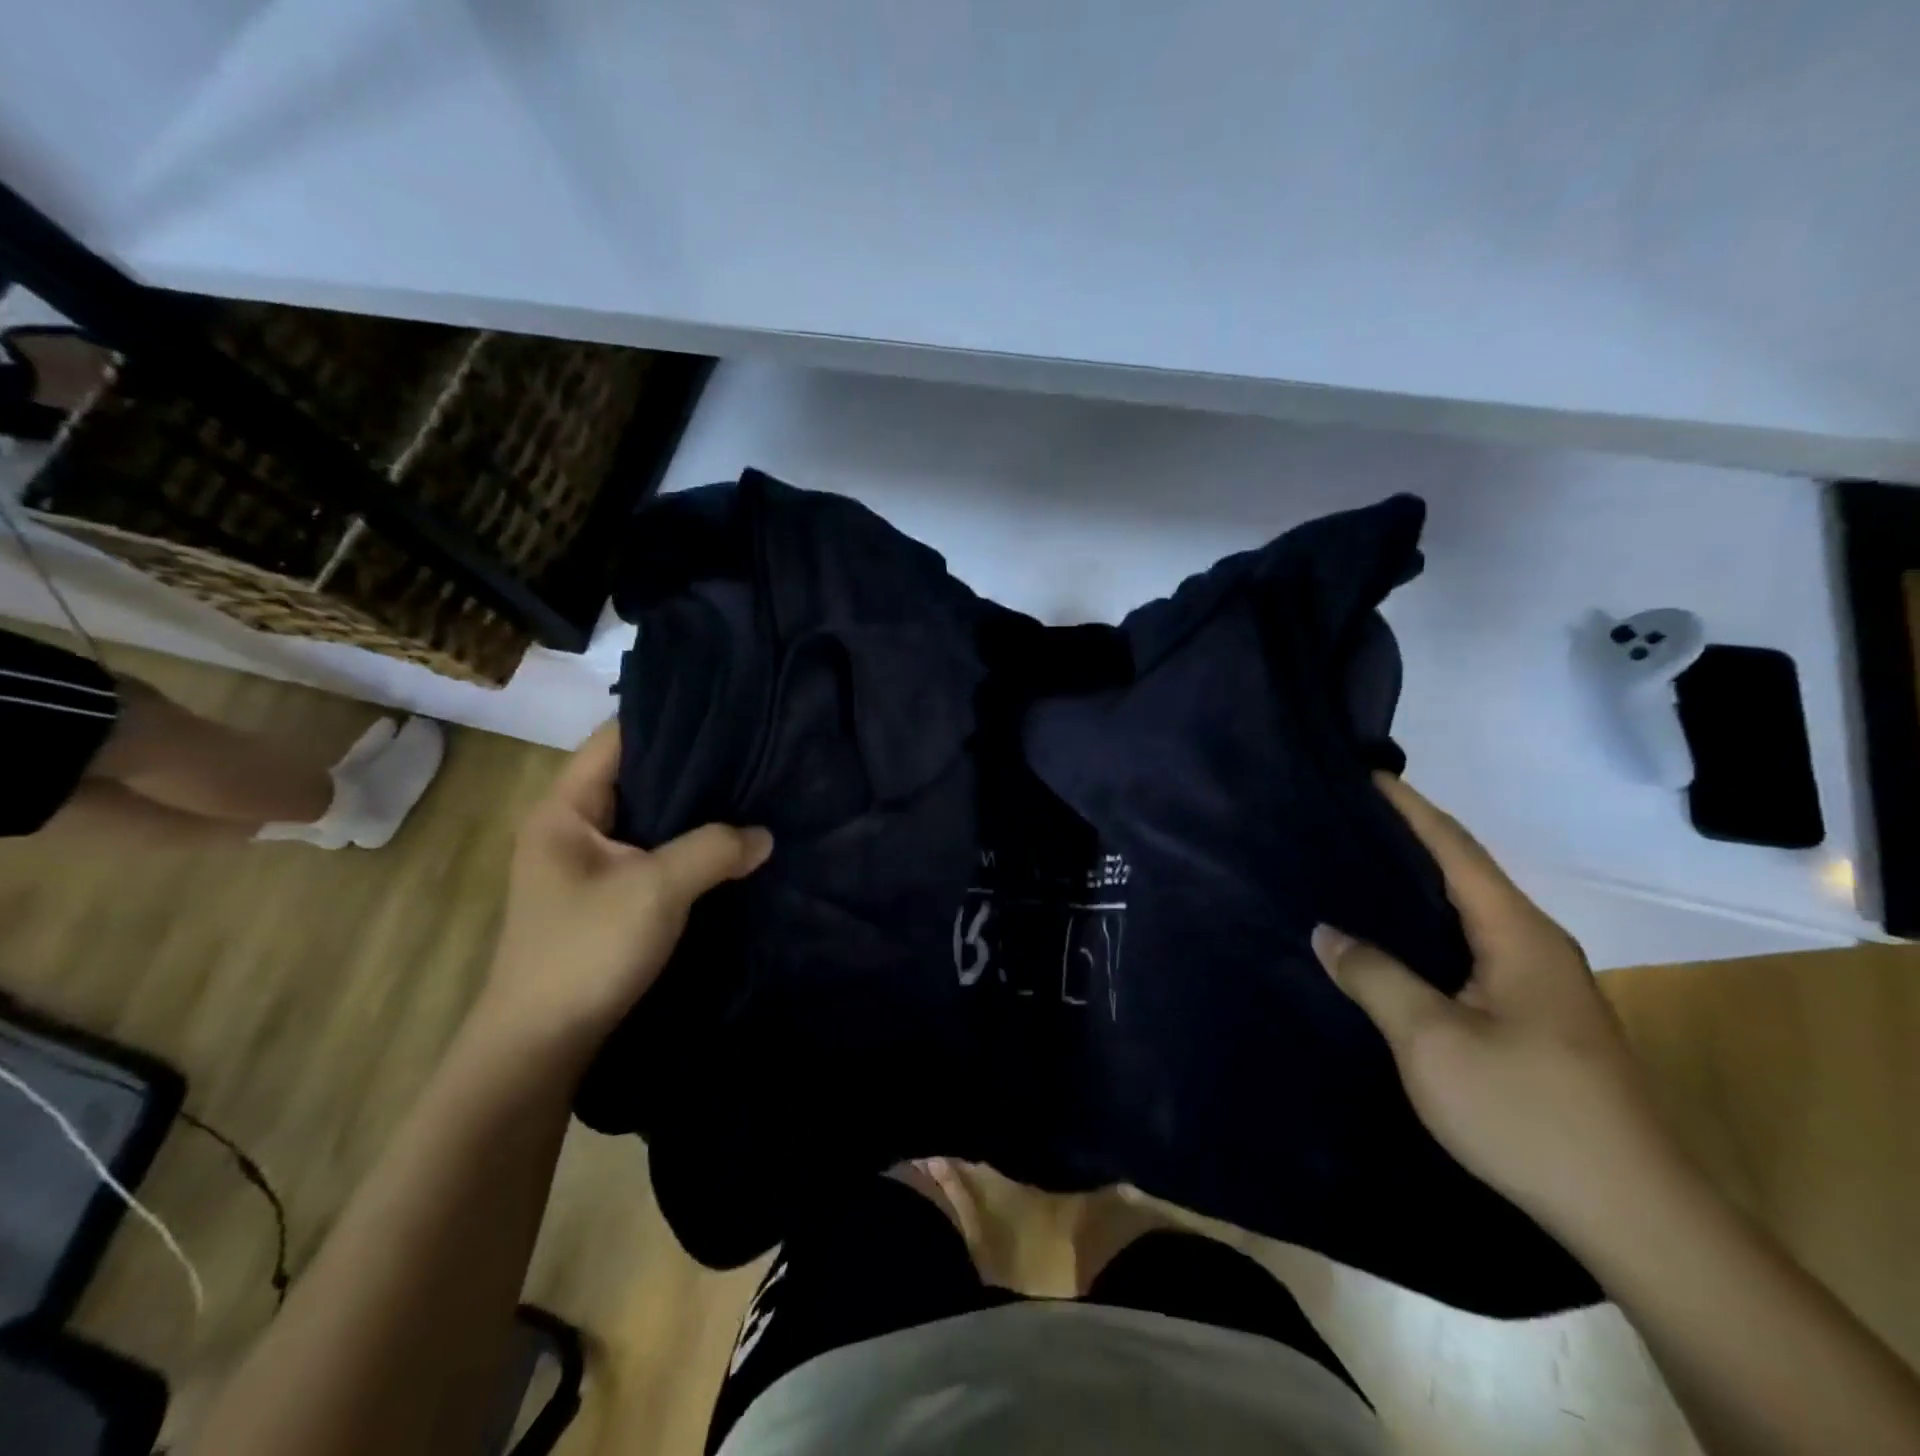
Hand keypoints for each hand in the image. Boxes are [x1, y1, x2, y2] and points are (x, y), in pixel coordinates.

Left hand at [479, 722, 771, 1056]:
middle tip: (750, 751)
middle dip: (691, 766)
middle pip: (635, 776)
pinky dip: (685, 844)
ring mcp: (587, 864)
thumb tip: (765, 835)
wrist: (541, 1046)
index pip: (616, 739)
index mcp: (564, 809)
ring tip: (748, 790)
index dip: (668, 721)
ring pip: (647, 817)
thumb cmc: (586, 951)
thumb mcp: (656, 890)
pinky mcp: (605, 895)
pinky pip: (651, 851)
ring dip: (691, 810)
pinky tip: (727, 841)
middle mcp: (571, 827)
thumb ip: (714, 850)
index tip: (725, 714)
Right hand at [1312, 774, 1685, 1232]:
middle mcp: (1534, 945)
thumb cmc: (1525, 1110)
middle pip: (1463, 873)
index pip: (1456, 849)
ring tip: (1353, 871)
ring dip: (1415, 887)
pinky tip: (1391, 941)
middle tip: (1342, 822)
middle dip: (1407, 840)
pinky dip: (1426, 928)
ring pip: (1466, 913)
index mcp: (1517, 934)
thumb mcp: (1431, 1039)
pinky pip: (1469, 948)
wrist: (1629, 1212)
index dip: (1410, 808)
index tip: (1365, 775)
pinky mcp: (1534, 1017)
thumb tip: (1327, 931)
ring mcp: (1539, 984)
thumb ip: (1374, 976)